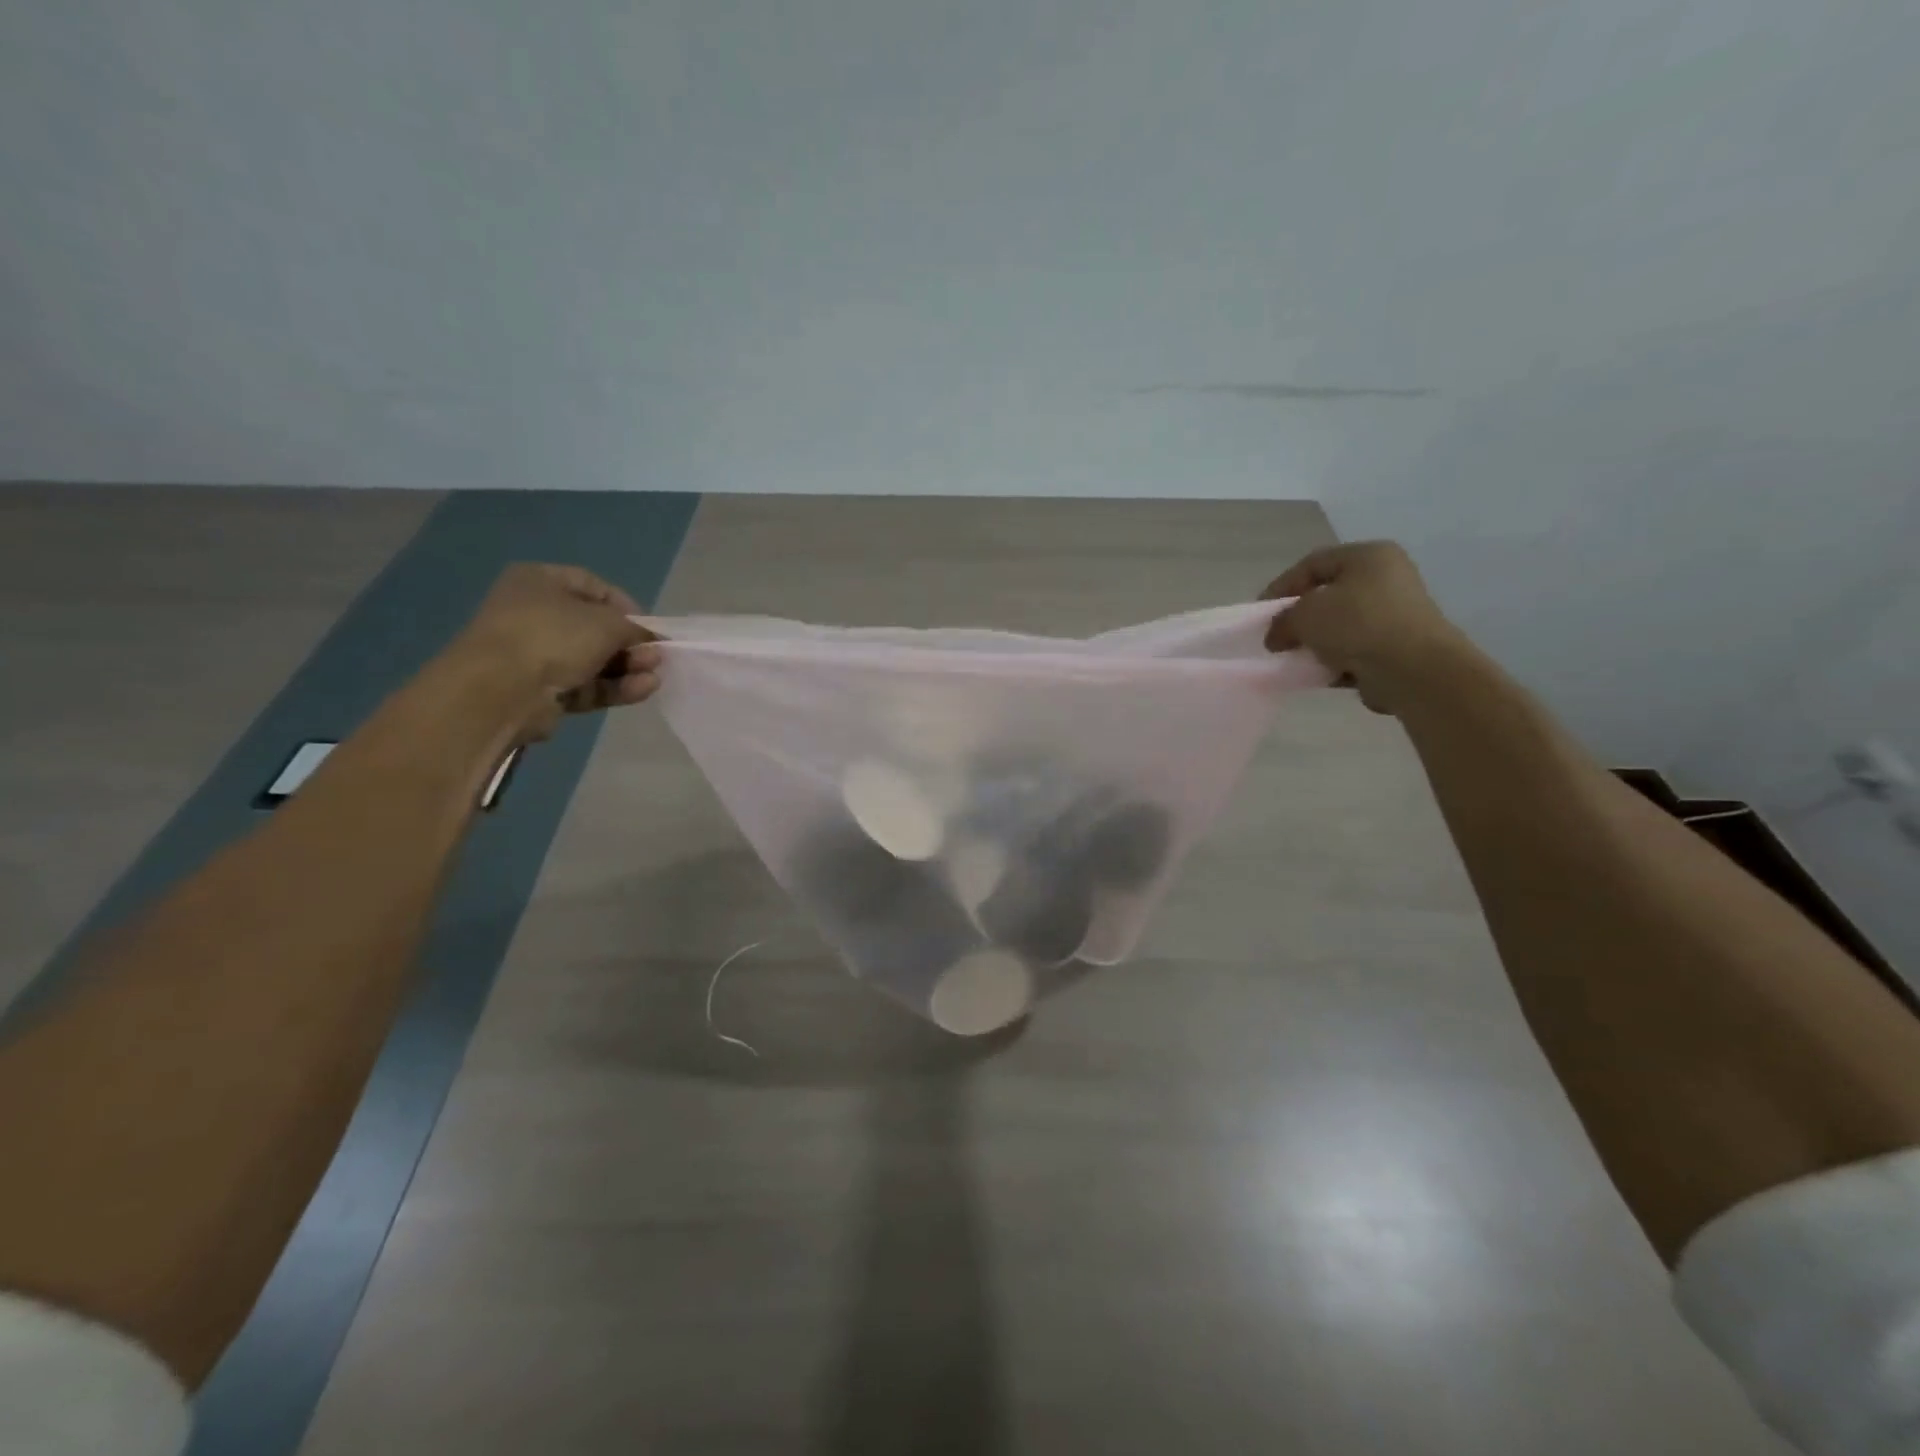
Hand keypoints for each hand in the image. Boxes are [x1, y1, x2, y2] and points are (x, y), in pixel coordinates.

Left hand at [448, 564, 661, 740]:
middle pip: (595, 627)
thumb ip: (635, 628)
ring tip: (655, 676)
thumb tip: (651, 640)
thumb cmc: (553, 637)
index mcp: (540, 581)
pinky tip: (643, 690)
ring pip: (593, 660)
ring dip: (628, 667)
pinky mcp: (543, 691)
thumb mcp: (606, 622)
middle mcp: (535, 614)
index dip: (626, 605)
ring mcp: (537, 655)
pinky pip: (587, 685)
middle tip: (656, 655)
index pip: (593, 586)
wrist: (501, 691)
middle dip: (630, 643)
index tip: (649, 626)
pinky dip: (615, 687)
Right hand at [1260, 542, 1471, 713]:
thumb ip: (1282, 620)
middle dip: (1298, 618)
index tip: (1259, 613)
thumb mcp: (1305, 615)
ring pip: (1340, 624)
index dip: (1281, 587)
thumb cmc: (1357, 625)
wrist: (1414, 670)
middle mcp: (1387, 577)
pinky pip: (1356, 648)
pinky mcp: (1399, 645)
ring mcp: (1396, 613)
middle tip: (1276, 637)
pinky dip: (1335, 659)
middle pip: (1327, 595)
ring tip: (1294, 658)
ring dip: (1315, 641)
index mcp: (1368, 556)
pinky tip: (1319, 672)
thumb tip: (1276, 636)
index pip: (1312, 564)